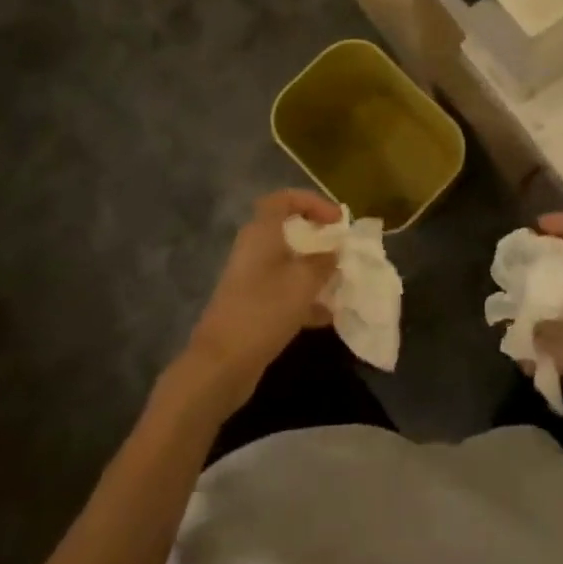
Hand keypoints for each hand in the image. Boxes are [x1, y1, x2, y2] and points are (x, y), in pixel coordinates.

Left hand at [178, 190, 340, 418]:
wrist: (221, 364)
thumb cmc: (265, 309)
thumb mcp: (304, 281)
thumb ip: (324, 262)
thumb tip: (334, 253)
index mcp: (262, 232)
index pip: (284, 199)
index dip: (313, 202)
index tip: (337, 220)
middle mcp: (253, 250)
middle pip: (286, 230)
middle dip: (316, 238)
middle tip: (340, 248)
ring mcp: (250, 279)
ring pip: (287, 263)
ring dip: (313, 270)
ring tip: (340, 282)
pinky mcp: (251, 306)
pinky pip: (283, 291)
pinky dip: (304, 298)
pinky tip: (327, 316)